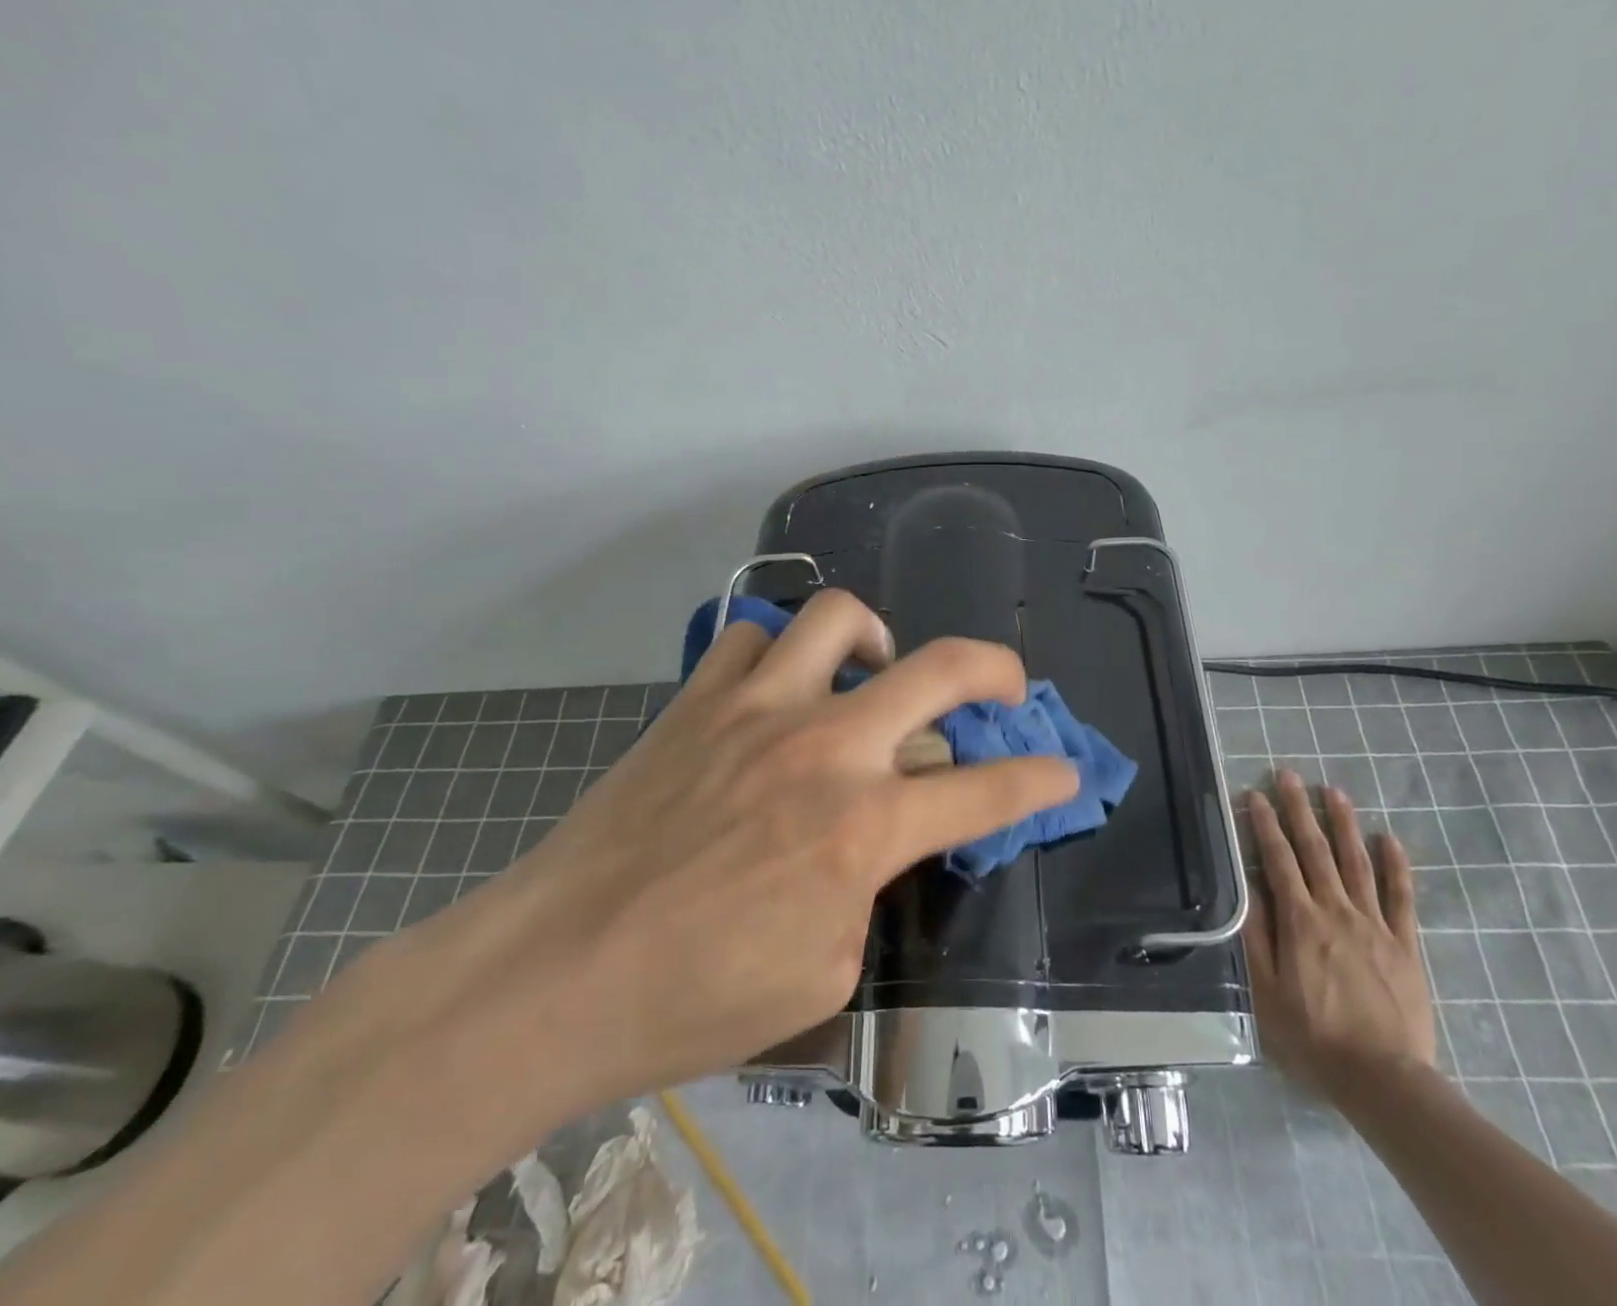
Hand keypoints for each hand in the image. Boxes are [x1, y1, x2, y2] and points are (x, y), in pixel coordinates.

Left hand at [358, 588, 1079, 1128]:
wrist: (553, 974)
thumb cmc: (692, 1000)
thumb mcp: (823, 977)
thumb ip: (867, 894)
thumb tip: (871, 841)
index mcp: (863, 828)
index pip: (986, 791)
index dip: (1039, 779)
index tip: (1063, 772)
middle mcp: (825, 747)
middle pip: (941, 668)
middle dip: (997, 669)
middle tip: (1005, 686)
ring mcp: (757, 709)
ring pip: (839, 617)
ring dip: (875, 638)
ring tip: (871, 672)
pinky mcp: (697, 699)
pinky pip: (752, 637)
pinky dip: (779, 654)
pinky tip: (776, 690)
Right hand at [1242, 769, 1436, 1100]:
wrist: (1383, 1078)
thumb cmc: (1313, 1035)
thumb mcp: (1267, 989)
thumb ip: (1257, 935)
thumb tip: (1246, 886)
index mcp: (1300, 920)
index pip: (1278, 859)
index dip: (1265, 824)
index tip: (1254, 793)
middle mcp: (1336, 910)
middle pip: (1315, 850)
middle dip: (1299, 808)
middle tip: (1289, 775)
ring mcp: (1374, 924)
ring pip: (1356, 862)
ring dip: (1343, 824)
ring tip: (1334, 791)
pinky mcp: (1405, 943)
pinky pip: (1401, 897)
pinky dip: (1395, 865)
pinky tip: (1389, 839)